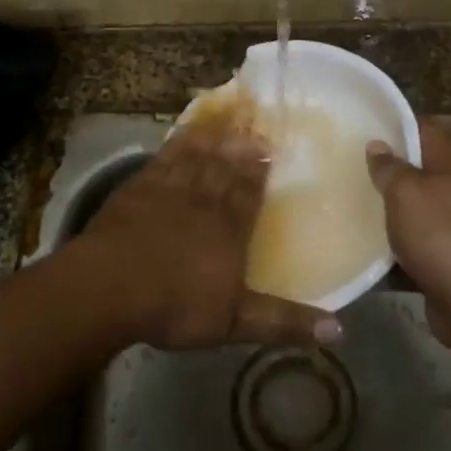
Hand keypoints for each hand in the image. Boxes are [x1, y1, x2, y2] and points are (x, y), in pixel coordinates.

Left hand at [70, 117, 340, 350]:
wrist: (111, 286)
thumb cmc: (174, 305)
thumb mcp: (234, 322)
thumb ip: (283, 321)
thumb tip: (339, 330)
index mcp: (229, 230)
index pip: (248, 193)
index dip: (258, 171)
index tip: (270, 149)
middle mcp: (204, 201)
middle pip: (226, 168)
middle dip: (241, 148)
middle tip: (255, 126)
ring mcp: (169, 189)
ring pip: (198, 156)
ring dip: (214, 138)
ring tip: (227, 120)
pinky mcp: (139, 186)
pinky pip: (165, 156)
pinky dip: (178, 142)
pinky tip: (184, 133)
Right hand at [367, 118, 450, 348]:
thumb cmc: (439, 233)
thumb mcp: (405, 191)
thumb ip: (389, 166)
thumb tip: (377, 145)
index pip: (423, 127)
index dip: (393, 124)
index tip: (360, 126)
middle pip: (419, 165)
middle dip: (386, 166)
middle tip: (349, 163)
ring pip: (415, 203)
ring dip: (389, 204)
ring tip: (350, 197)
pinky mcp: (449, 251)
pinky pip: (416, 236)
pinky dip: (395, 239)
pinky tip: (365, 239)